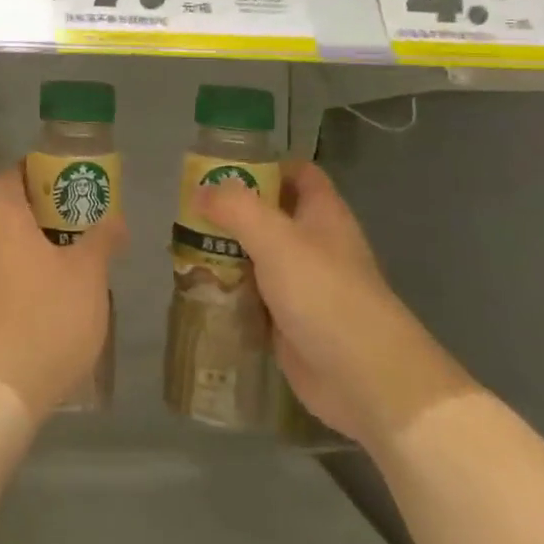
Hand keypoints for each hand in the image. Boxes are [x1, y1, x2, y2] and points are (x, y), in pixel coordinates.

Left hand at [0, 168, 125, 418]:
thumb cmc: (45, 316)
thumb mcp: (88, 275)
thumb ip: (102, 240)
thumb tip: (116, 220)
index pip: (16, 173)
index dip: (45, 173)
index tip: (74, 185)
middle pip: (7, 207)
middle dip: (42, 212)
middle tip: (79, 223)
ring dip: (29, 245)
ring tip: (68, 260)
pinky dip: (16, 273)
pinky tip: (44, 295)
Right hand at [196, 162, 469, 445]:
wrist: (364, 379)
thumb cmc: (324, 293)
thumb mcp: (276, 238)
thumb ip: (236, 208)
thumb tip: (200, 190)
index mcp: (322, 213)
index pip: (297, 172)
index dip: (263, 164)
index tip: (219, 167)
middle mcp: (313, 243)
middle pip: (268, 214)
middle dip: (230, 210)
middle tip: (186, 209)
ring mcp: (301, 284)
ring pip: (256, 256)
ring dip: (224, 251)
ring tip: (179, 246)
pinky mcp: (287, 320)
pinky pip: (251, 295)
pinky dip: (227, 290)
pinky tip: (196, 288)